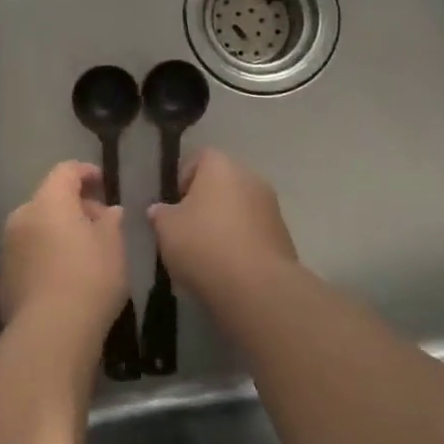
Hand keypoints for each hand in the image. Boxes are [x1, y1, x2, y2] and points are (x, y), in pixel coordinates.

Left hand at [0, 161, 128, 331]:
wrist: (49, 334)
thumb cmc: (89, 279)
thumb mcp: (113, 247)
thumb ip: (111, 222)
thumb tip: (109, 211)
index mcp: (49, 201)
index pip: (65, 171)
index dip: (85, 172)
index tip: (103, 181)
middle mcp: (22, 216)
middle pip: (49, 199)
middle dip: (75, 206)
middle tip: (100, 224)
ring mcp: (8, 247)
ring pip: (37, 227)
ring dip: (59, 231)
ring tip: (85, 252)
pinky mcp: (4, 276)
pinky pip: (29, 252)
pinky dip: (46, 254)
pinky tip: (65, 276)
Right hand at [150, 148, 298, 297]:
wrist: (257, 286)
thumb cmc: (204, 244)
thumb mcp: (166, 229)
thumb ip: (160, 214)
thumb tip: (159, 210)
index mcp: (220, 166)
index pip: (199, 157)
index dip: (184, 177)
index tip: (174, 204)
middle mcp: (250, 177)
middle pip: (222, 182)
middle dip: (206, 202)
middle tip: (187, 228)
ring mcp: (271, 206)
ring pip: (240, 207)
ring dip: (225, 223)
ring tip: (207, 252)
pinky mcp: (284, 236)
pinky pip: (255, 231)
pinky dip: (242, 242)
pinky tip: (229, 267)